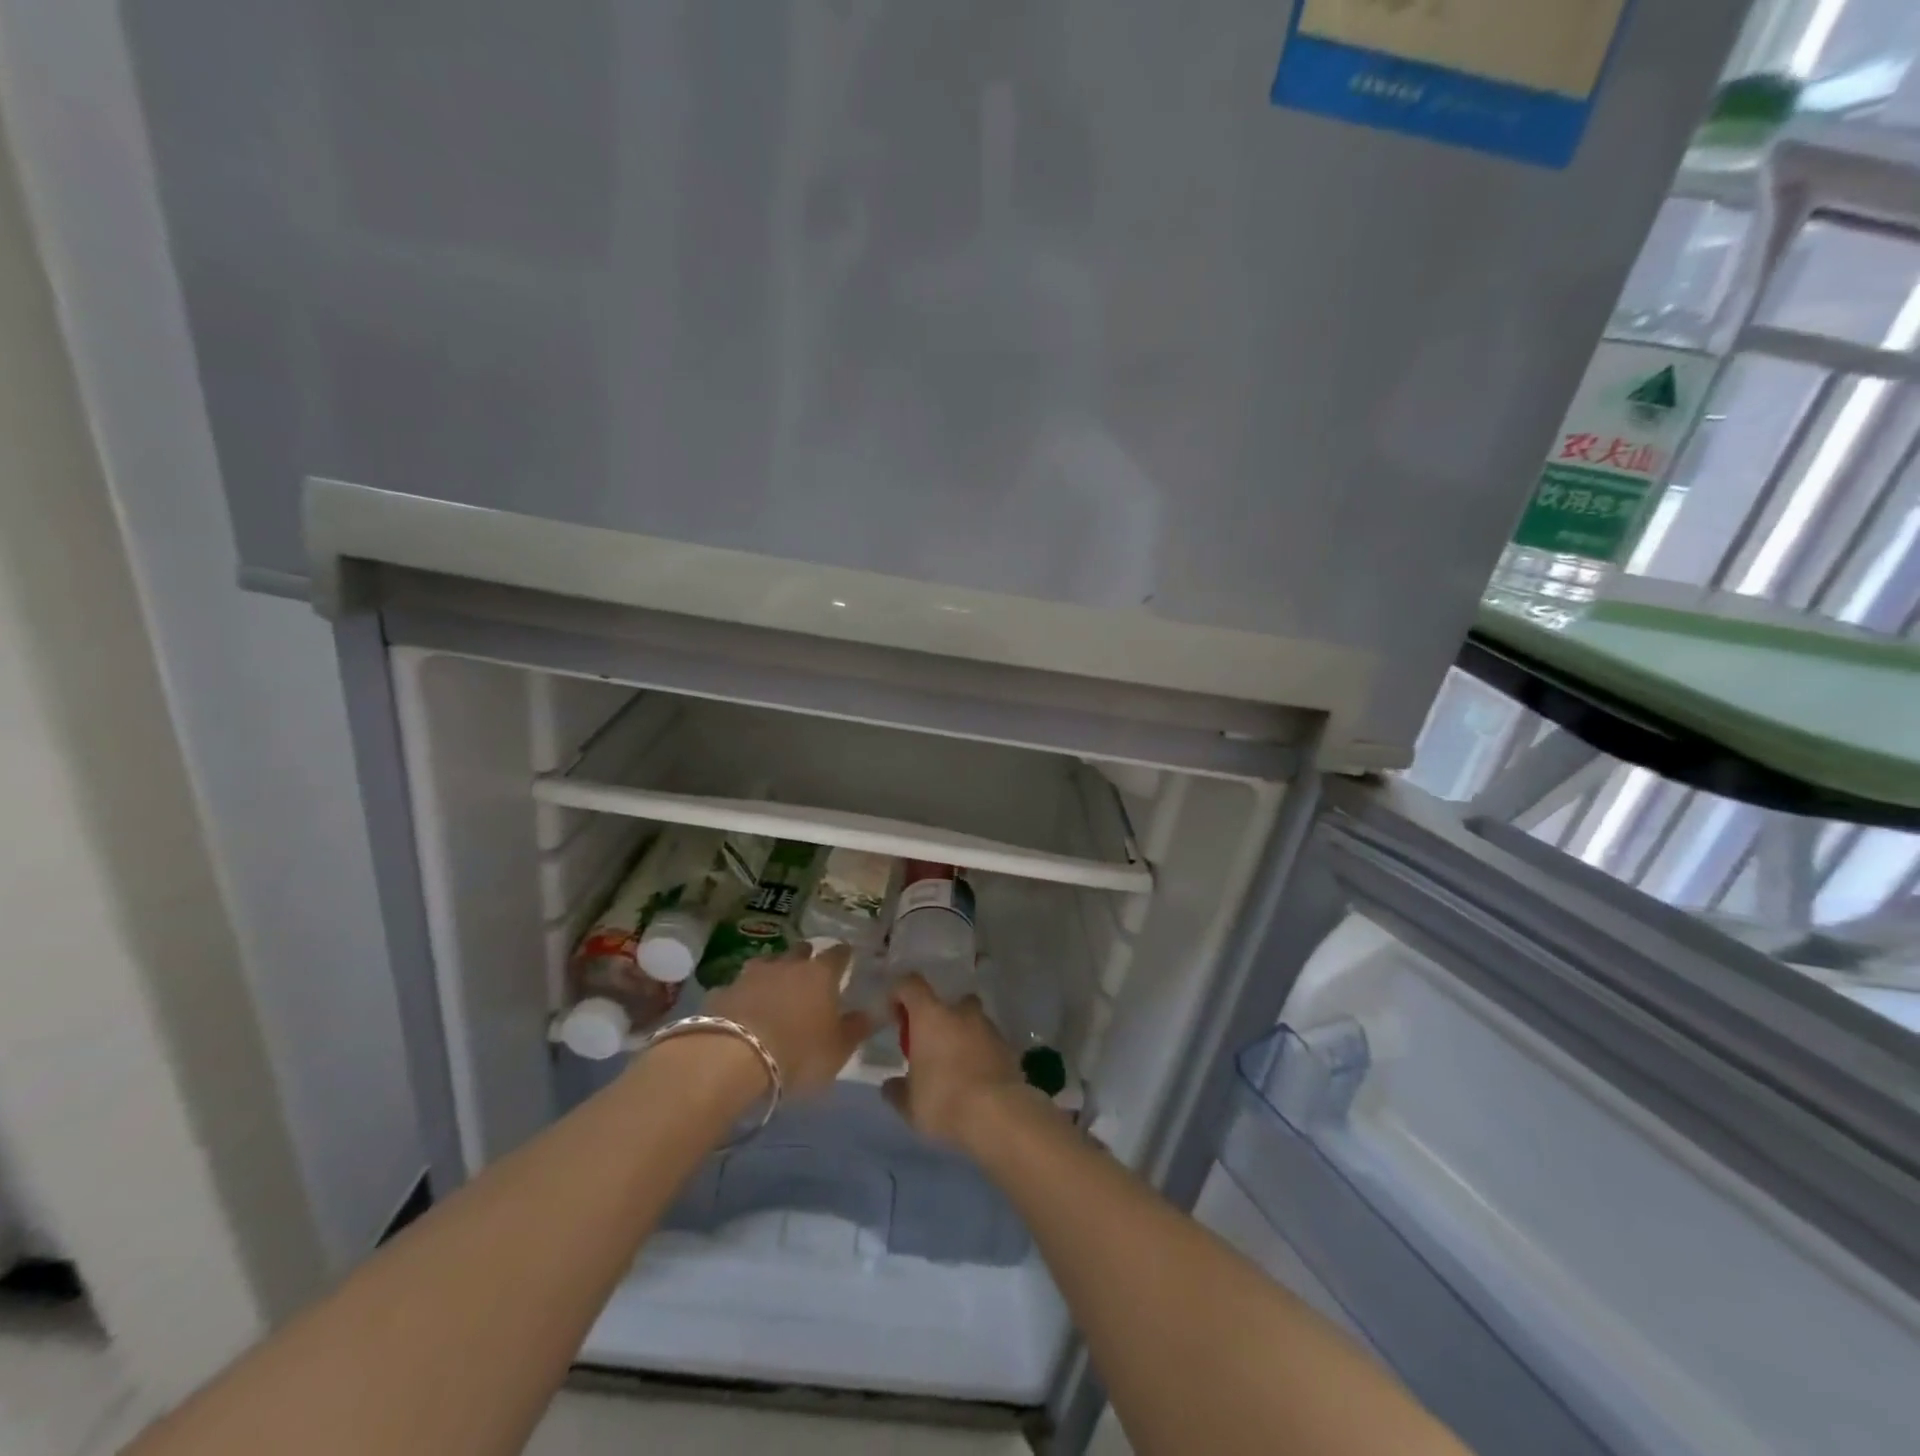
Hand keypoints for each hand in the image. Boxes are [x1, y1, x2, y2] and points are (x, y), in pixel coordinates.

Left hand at [703, 943, 873, 1097]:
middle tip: (810, 970)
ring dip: (773, 971)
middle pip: (800, 951)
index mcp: (821, 975)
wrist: (730, 1058)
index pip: (838, 954)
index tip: (847, 957)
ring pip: (767, 963)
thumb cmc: (797, 1053)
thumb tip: (875, 1011)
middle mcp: (787, 965)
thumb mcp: (837, 1051)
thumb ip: (856, 1029)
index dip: (844, 955)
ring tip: (775, 986)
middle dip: (806, 957)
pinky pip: (738, 988)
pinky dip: (743, 994)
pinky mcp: (722, 992)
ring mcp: (751, 975)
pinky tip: (742, 1007)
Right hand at [882, 975, 1026, 1148]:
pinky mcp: (1008, 1047)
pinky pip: (988, 1042)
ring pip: (971, 1021)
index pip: (910, 984)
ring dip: (962, 1035)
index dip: (899, 993)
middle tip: (930, 1045)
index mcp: (930, 1015)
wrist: (998, 1114)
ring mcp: (988, 1027)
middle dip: (938, 1018)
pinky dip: (980, 1053)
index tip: (895, 1014)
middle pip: (948, 1001)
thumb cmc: (944, 1100)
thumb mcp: (909, 1104)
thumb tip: (890, 1086)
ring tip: (955, 1066)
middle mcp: (960, 1012)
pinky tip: (975, 1079)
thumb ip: (896, 1090)